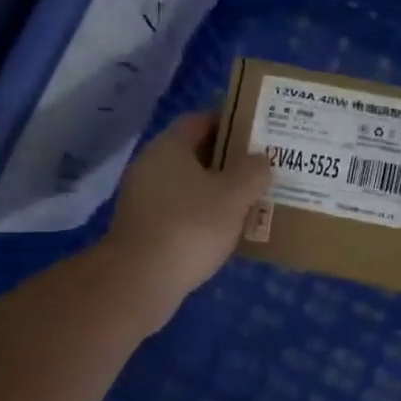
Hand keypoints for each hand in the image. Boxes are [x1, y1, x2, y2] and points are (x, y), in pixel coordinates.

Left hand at [104, 112, 271, 315]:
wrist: (140, 280)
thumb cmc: (190, 227)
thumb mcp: (234, 196)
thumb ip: (253, 172)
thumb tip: (261, 160)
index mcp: (169, 147)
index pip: (200, 120)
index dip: (230, 123)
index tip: (258, 134)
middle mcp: (151, 165)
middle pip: (194, 153)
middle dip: (228, 160)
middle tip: (261, 169)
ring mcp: (143, 198)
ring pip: (188, 185)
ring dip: (217, 191)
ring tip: (250, 201)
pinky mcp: (143, 228)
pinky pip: (179, 211)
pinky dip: (202, 215)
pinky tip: (225, 230)